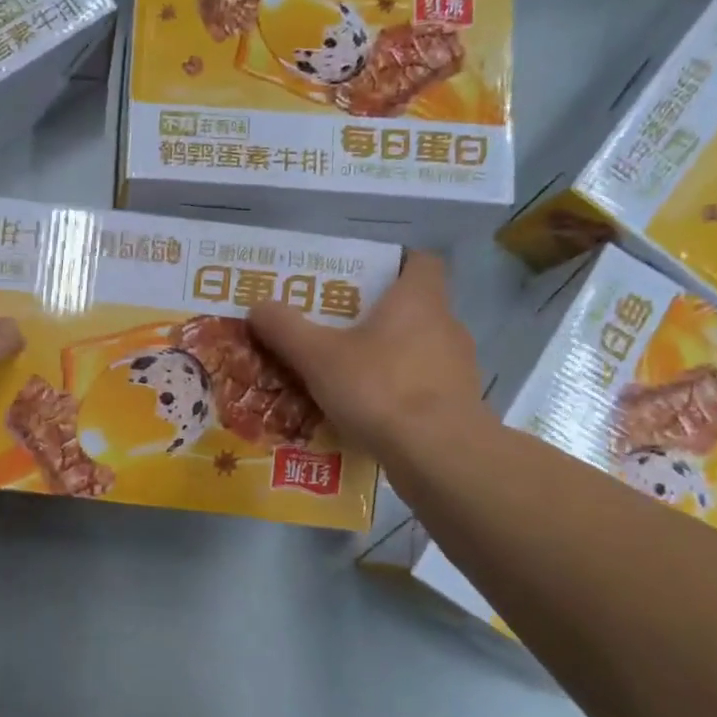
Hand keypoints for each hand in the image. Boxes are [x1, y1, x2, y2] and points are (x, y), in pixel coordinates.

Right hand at [248, 251, 483, 465]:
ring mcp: (458, 367)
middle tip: (335, 329)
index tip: (360, 279)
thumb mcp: (317, 356)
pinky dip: (398, 392)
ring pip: (418, 349)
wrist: (438, 454)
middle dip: (377, 316)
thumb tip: (258, 306)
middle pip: (414, 308)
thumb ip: (285, 328)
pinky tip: (367, 412)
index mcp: (418, 300)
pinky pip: (422, 387)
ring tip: (346, 375)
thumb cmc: (379, 388)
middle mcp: (446, 325)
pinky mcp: (458, 405)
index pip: (420, 262)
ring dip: (387, 357)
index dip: (393, 264)